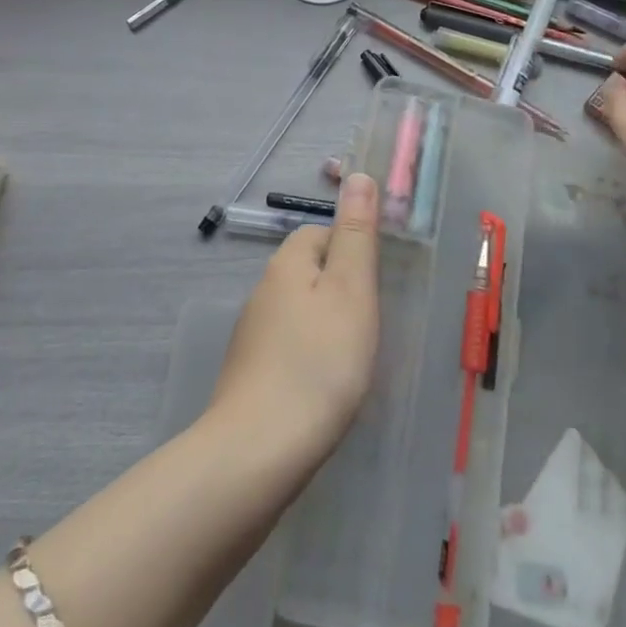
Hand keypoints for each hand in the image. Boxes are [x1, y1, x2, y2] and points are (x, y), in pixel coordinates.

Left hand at [208, 172, 380, 472]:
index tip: (376, 285)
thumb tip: (359, 175)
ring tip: (353, 358)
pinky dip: (309, 357)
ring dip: (326, 325)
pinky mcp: (250, 375)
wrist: (259, 451)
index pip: (321, 233)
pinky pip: (288, 348)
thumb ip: (356, 234)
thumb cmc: (319, 362)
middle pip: (309, 272)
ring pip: (299, 312)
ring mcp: (252, 336)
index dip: (352, 250)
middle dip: (341, 289)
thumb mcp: (351, 290)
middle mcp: (263, 292)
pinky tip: (324, 386)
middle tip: (370, 324)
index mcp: (287, 265)